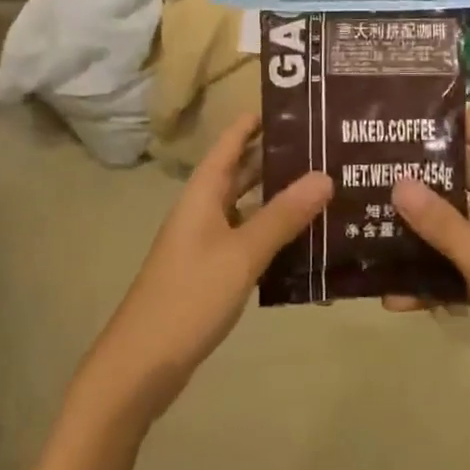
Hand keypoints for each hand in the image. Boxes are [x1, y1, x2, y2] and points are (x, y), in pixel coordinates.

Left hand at [73, 113, 331, 429]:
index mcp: (203, 191)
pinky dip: (275, 233)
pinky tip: (308, 240)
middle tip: (329, 147)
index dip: (259, 119)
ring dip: (282, 198)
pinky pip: (249, 238)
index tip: (300, 104)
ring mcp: (207, 240)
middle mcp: (204, 207)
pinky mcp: (213, 270)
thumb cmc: (189, 296)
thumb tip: (325, 175)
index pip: (232, 139)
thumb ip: (283, 215)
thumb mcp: (242, 253)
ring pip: (250, 206)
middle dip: (281, 158)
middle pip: (244, 171)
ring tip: (328, 188)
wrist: (141, 366)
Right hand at [391, 113, 469, 424]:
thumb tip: (398, 182)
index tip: (424, 112)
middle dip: (433, 176)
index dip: (467, 122)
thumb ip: (442, 224)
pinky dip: (435, 279)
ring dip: (428, 230)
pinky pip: (463, 271)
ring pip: (463, 230)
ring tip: (379, 221)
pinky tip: (397, 294)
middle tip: (387, 165)